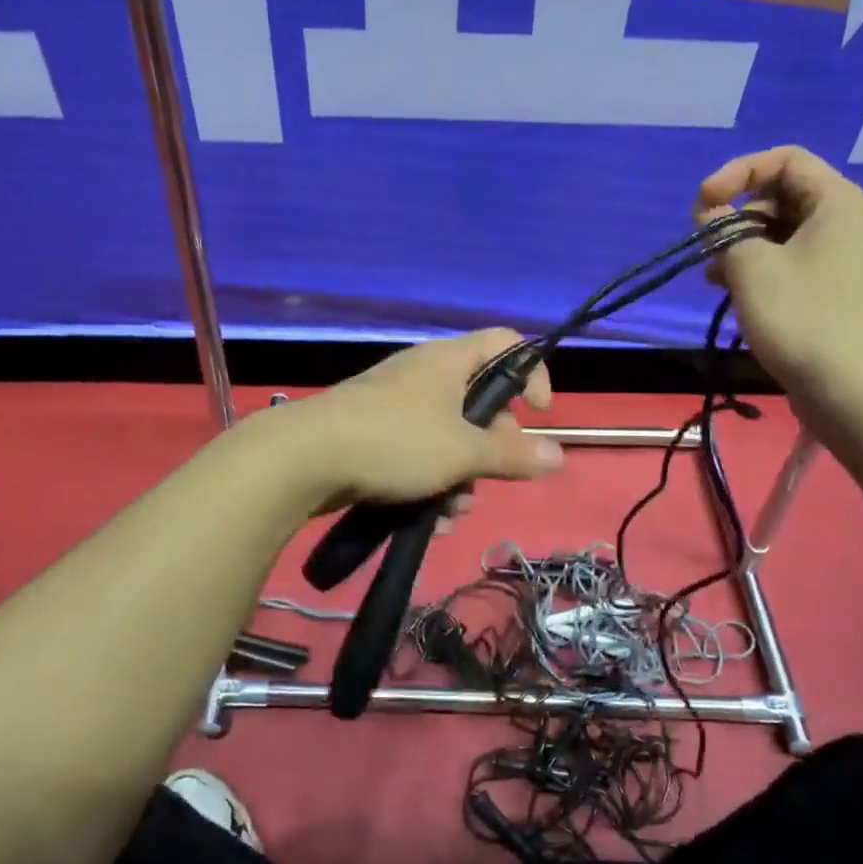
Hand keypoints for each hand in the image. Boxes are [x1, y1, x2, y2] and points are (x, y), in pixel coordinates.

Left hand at [280, 329, 562, 511]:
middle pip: (479, 401)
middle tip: (490, 477)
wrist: (303, 458)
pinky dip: (429, 483)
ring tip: (452, 512)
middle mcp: (424, 375)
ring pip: (448, 437)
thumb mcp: (461, 452)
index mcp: (449, 361)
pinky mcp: (373, 435)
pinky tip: (428, 519)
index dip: (532, 373)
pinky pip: (417, 455)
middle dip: (491, 447)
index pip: (507, 343)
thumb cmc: (394, 441)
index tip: (539, 414)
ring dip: (460, 477)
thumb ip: (512, 454)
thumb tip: (560, 454)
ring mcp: (395, 405)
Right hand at [698, 146, 862, 428]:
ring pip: (781, 234)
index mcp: (837, 202)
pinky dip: (759, 271)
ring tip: (712, 276)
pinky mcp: (833, 293)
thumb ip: (723, 230)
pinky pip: (791, 264)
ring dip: (742, 247)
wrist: (856, 390)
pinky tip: (732, 294)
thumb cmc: (803, 317)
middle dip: (737, 215)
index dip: (737, 172)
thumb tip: (711, 213)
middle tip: (706, 246)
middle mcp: (845, 222)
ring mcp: (842, 260)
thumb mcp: (751, 267)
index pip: (784, 160)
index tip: (704, 204)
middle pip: (782, 196)